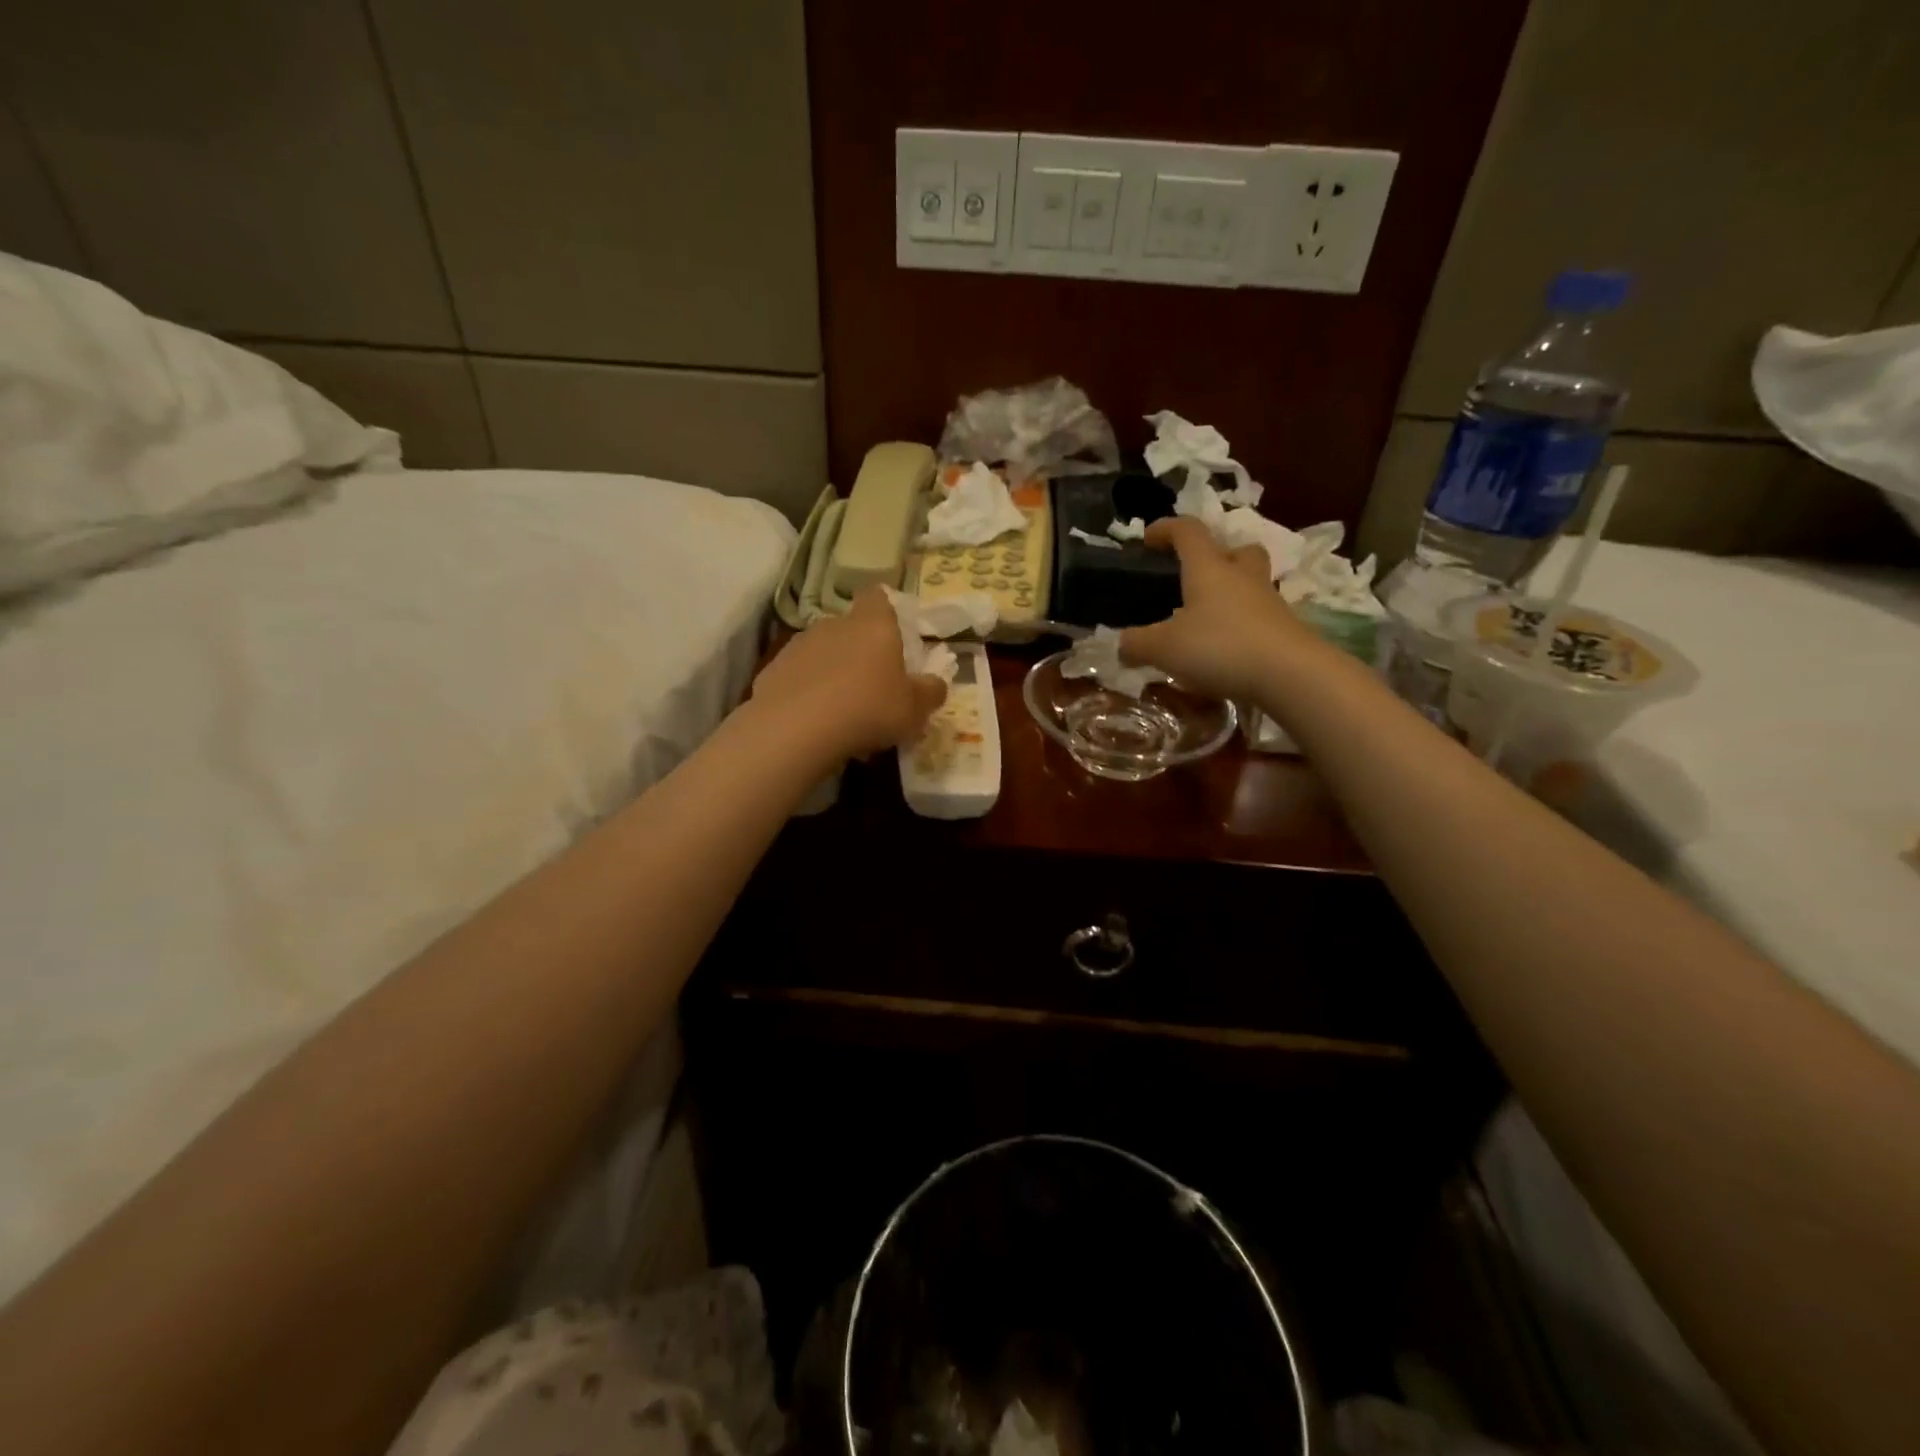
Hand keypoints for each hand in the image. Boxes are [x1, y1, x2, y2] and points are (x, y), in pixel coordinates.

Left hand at [751, 587, 947, 761]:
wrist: (796, 730)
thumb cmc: (869, 709)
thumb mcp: (915, 709)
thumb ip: (930, 692)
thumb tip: (936, 684)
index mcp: (873, 625)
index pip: (878, 597)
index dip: (886, 610)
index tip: (893, 634)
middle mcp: (834, 625)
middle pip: (850, 628)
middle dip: (860, 651)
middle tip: (873, 686)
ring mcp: (798, 646)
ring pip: (822, 653)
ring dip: (832, 673)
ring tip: (843, 712)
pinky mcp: (772, 671)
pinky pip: (798, 677)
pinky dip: (807, 693)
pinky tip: (814, 723)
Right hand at [1119, 518, 1315, 701]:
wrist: (1290, 674)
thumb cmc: (1220, 647)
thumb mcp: (1164, 649)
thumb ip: (1137, 644)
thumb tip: (1121, 645)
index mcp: (1209, 569)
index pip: (1188, 532)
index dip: (1166, 529)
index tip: (1148, 538)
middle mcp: (1242, 577)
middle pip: (1237, 550)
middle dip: (1217, 556)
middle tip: (1197, 577)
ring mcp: (1269, 603)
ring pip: (1252, 583)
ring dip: (1232, 592)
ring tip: (1208, 618)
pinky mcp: (1285, 630)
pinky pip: (1259, 617)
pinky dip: (1242, 625)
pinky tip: (1226, 649)